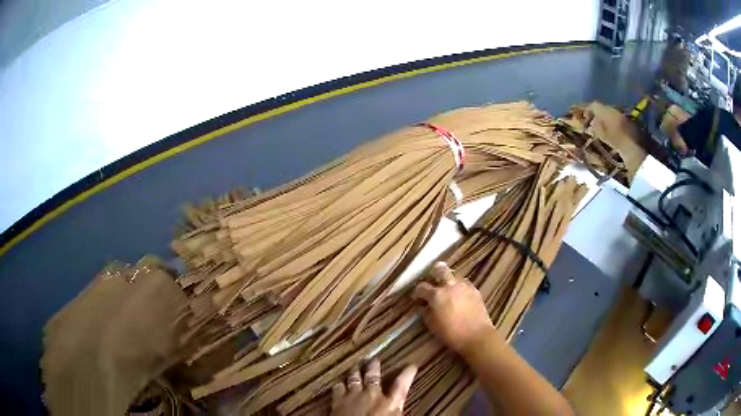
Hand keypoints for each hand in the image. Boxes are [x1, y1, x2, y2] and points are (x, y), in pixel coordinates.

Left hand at [331, 358, 416, 415]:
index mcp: (390, 402)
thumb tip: (399, 407)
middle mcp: (372, 395)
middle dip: (374, 366)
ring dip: (356, 371)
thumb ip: (396, 411)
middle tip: (374, 359)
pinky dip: (340, 384)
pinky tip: (340, 383)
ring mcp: (353, 395)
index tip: (411, 366)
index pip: (402, 384)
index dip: (407, 374)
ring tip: (357, 365)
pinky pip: (338, 387)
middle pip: (374, 376)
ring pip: (355, 377)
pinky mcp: (338, 400)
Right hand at [411, 262, 496, 353]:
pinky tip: (459, 297)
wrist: (476, 335)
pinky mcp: (474, 290)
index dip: (417, 292)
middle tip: (432, 283)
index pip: (421, 287)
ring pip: (454, 276)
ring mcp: (464, 286)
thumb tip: (424, 305)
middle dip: (434, 274)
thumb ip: (426, 311)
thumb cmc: (451, 333)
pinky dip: (459, 287)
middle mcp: (449, 286)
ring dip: (448, 281)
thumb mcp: (432, 325)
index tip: (416, 298)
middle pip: (440, 270)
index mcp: (436, 295)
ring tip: (447, 291)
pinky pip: (464, 284)